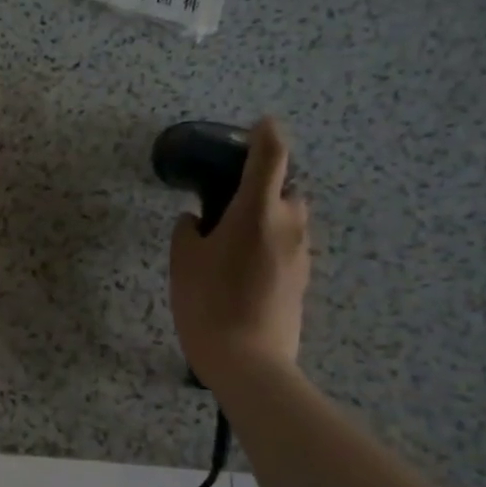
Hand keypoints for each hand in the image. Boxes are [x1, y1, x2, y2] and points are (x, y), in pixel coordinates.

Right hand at [169, 116, 310, 385]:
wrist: (249, 361)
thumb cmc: (208, 303)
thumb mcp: (183, 262)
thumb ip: (188, 232)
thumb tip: (197, 222)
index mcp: (257, 212)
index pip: (271, 156)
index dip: (267, 135)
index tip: (260, 125)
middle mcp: (287, 226)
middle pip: (288, 189)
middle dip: (267, 184)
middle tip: (234, 197)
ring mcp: (300, 255)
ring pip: (291, 220)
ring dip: (271, 216)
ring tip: (237, 236)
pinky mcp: (302, 280)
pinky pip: (289, 247)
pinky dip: (272, 243)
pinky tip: (245, 266)